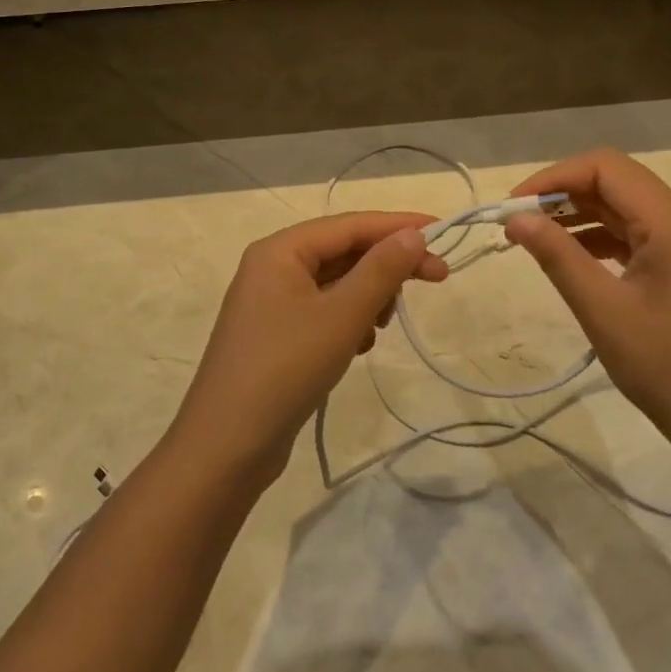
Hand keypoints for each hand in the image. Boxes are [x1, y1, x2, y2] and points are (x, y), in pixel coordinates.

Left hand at [167, 212, 448, 493]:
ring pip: (336, 283)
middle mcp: (273, 267)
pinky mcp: (277, 335)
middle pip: (344, 251)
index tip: (444, 231)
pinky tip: (357, 348)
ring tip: (379, 327)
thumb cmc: (285, 369)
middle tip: (438, 279)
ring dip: (367, 297)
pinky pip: (324, 311)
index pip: (350, 224)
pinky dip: (348, 322)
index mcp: (281, 250)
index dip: (399, 225)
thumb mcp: (341, 316)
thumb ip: (381, 271)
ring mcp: (272, 303)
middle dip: (387, 266)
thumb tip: (413, 234)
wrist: (226, 447)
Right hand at [504, 149, 670, 475]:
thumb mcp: (602, 309)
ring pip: (628, 209)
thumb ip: (557, 256)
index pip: (607, 168)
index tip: (515, 206)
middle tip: (519, 222)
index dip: (555, 177)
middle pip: (618, 183)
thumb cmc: (667, 368)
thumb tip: (516, 219)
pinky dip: (602, 239)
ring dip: (581, 216)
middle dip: (564, 195)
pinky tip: (574, 260)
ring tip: (537, 239)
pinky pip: (640, 236)